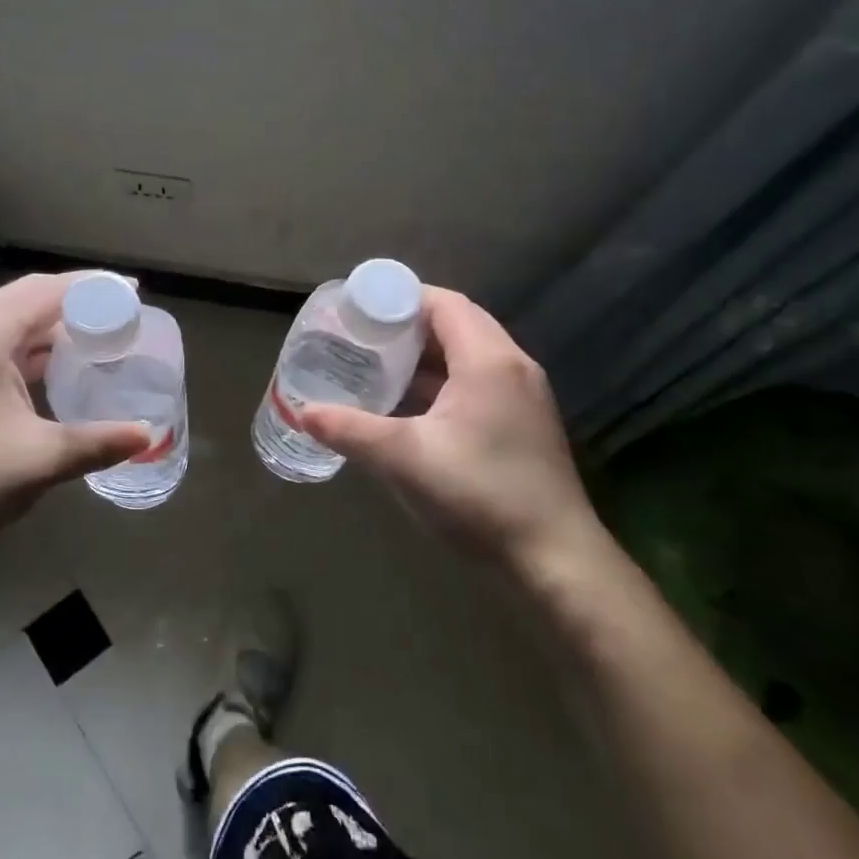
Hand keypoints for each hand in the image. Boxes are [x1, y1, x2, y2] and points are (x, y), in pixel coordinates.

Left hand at [0, 274, 149, 556]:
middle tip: (122, 317)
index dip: (95, 287)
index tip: (135, 293)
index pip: (48, 290)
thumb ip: (96, 444)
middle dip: (78, 303)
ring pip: (14, 325)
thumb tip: (146, 436)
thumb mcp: (37, 461)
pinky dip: (35, 351)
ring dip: (55, 329)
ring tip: (100, 340)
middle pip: (30, 299)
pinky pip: (1, 348)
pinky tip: (59, 373)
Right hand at [298, 288, 602, 568]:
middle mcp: (512, 366)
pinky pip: (477, 383)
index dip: (400, 299)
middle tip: (362, 336)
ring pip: (467, 356)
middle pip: (456, 324)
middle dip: (407, 326)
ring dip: (425, 356)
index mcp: (489, 360)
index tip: (359, 309)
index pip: (444, 303)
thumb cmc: (480, 494)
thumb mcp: (404, 459)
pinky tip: (410, 406)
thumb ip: (351, 430)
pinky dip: (442, 382)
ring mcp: (523, 396)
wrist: (555, 559)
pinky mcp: (523, 424)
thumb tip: (304, 413)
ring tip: (378, 365)